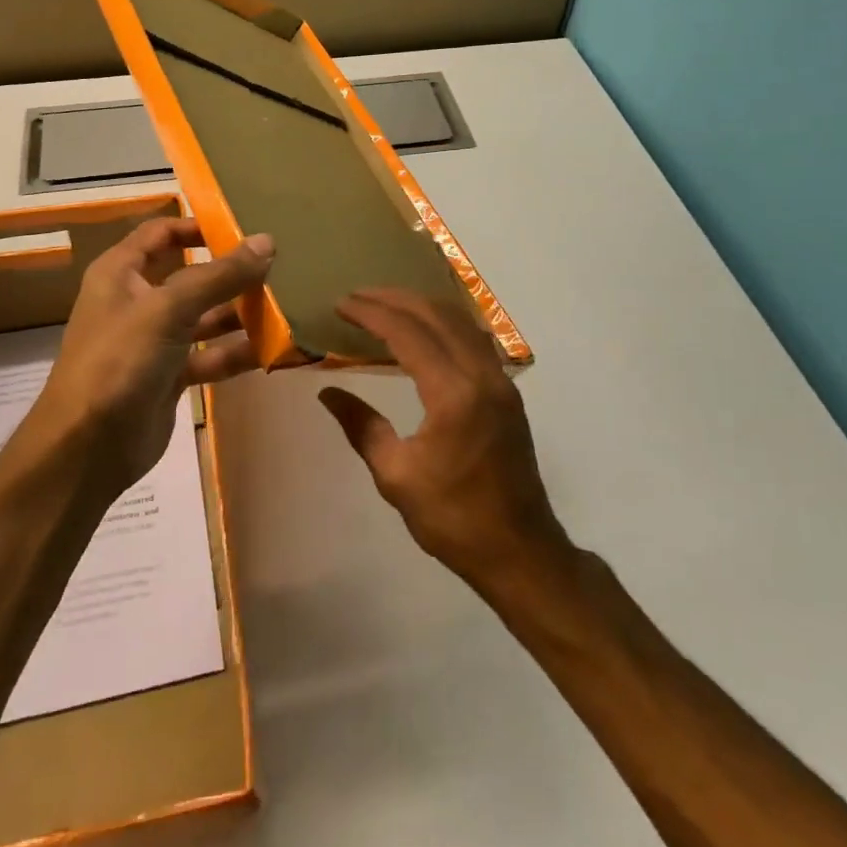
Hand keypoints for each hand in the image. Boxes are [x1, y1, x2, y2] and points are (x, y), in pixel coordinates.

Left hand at [34, 218, 273, 498]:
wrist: (87, 448)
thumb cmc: (119, 361)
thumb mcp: (169, 310)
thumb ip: (219, 276)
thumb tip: (266, 241)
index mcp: (121, 273)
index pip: (161, 233)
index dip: (197, 225)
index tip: (243, 227)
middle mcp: (137, 301)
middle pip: (190, 275)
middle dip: (229, 271)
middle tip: (278, 265)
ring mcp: (154, 341)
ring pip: (204, 316)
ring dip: (239, 312)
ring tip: (285, 304)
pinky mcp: (170, 376)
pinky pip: (209, 355)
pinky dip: (236, 352)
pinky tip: (272, 349)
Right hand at [317, 288, 567, 589]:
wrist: (519, 551)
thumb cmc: (453, 519)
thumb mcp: (396, 476)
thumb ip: (361, 426)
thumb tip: (328, 392)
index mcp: (453, 394)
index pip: (407, 333)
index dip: (371, 313)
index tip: (341, 304)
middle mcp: (482, 375)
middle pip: (436, 315)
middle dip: (394, 299)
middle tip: (358, 296)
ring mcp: (501, 381)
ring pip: (460, 321)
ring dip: (422, 306)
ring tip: (386, 303)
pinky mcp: (508, 392)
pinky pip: (474, 338)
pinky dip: (445, 322)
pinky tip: (426, 329)